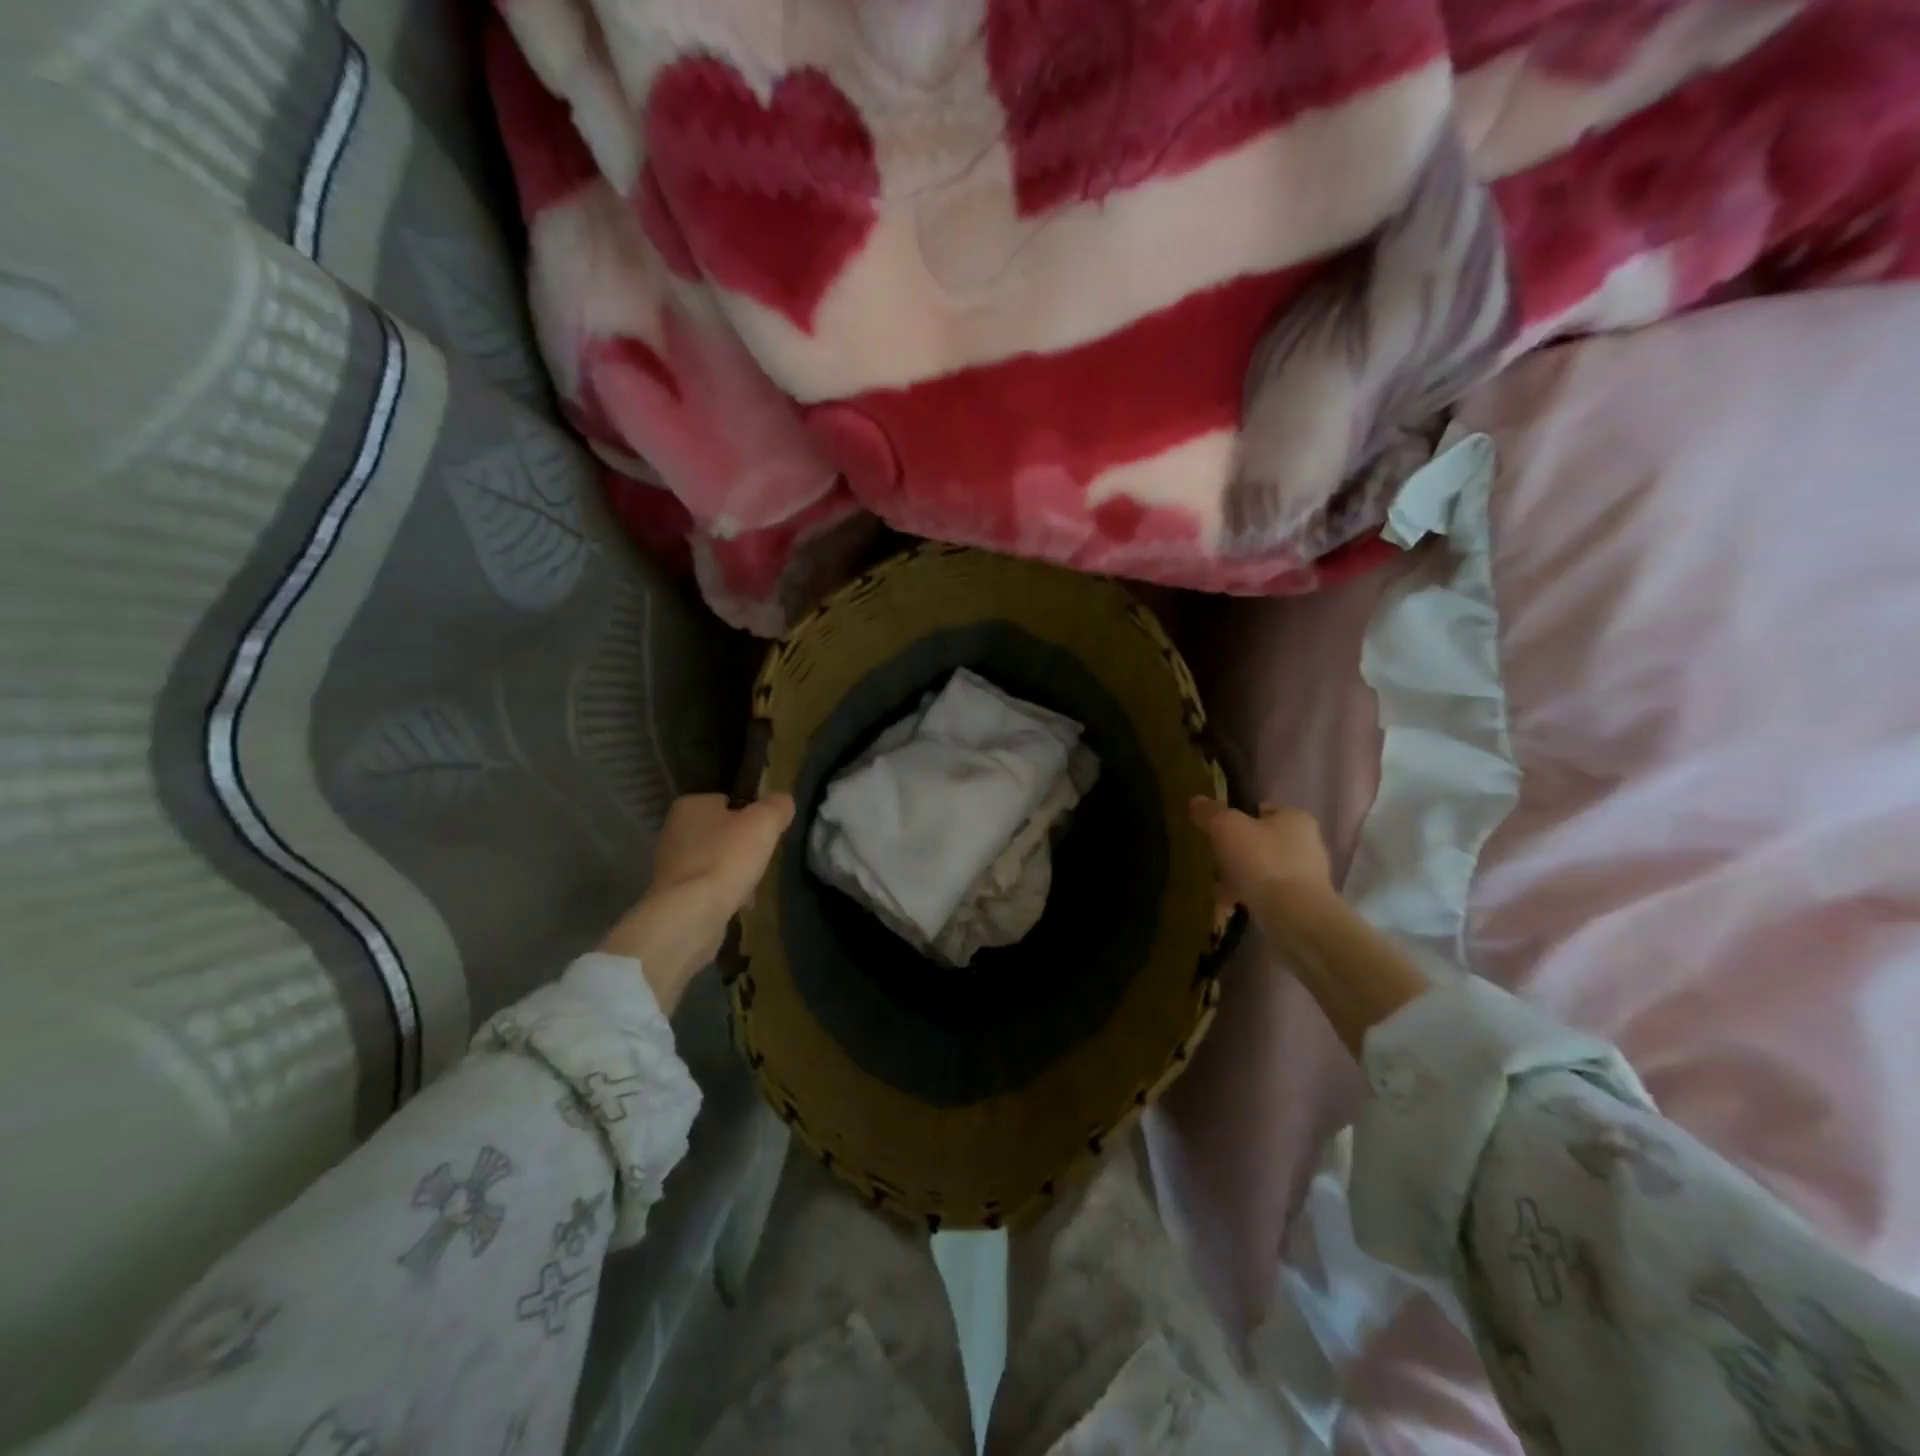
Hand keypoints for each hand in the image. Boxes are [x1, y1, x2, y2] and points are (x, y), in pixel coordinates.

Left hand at [600, 793, 795, 1010]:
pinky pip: (707, 887)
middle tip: (760, 861)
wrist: (691, 915)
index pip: (728, 802)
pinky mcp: (673, 895)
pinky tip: (737, 904)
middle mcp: (674, 831)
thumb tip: (782, 803)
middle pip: (723, 834)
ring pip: (716, 862)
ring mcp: (670, 865)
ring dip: (736, 873)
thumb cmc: (726, 859)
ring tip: (751, 887)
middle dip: (744, 849)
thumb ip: (777, 806)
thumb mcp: (764, 822)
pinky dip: (724, 894)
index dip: (751, 816)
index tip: (765, 834)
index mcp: (690, 806)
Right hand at [1189, 799, 1333, 908]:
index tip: (1214, 829)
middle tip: (1211, 858)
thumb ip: (1211, 812)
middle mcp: (1306, 844)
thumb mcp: (1227, 828)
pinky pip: (1265, 895)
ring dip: (1239, 877)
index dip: (1236, 816)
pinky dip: (1246, 898)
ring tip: (1214, 886)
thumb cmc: (1263, 862)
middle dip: (1235, 851)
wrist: (1295, 918)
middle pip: (1260, 841)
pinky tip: (1226, 906)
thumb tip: (1197, 801)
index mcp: (1295, 819)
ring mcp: (1305, 877)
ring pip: (1261, 870)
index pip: (1262, 809)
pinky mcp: (1300, 905)